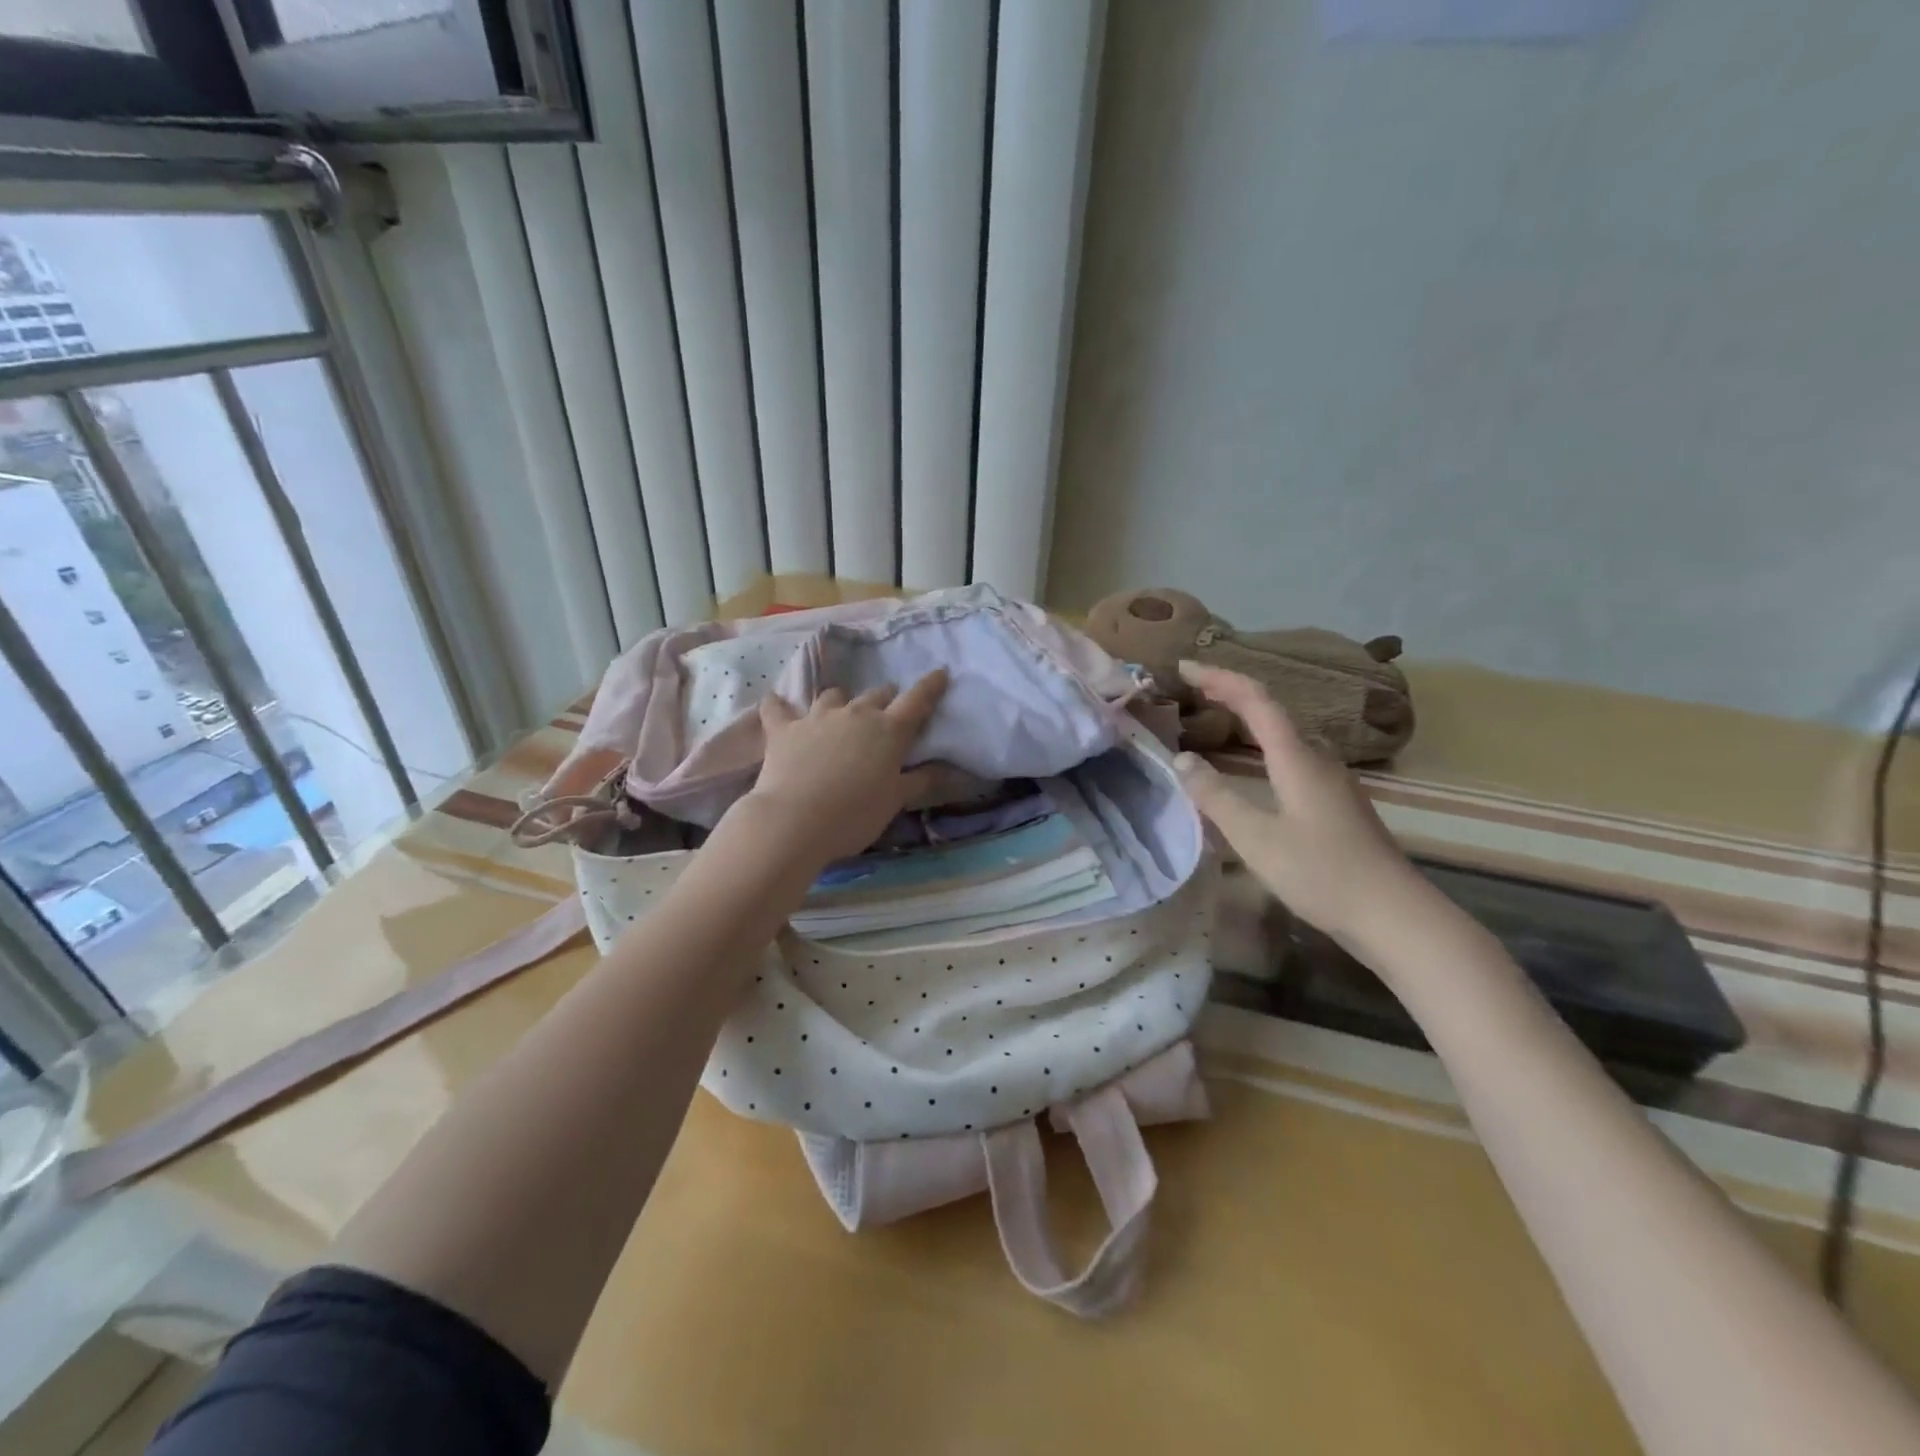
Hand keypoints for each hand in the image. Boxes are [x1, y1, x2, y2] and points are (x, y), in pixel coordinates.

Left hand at [744, 671, 951, 865]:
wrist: (795, 820)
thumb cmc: (855, 814)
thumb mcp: (895, 801)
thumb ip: (920, 780)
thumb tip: (946, 768)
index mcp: (889, 730)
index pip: (917, 701)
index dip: (931, 686)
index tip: (940, 673)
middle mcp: (856, 714)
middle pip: (876, 694)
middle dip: (885, 698)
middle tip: (887, 711)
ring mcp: (817, 717)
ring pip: (833, 695)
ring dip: (841, 700)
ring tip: (840, 710)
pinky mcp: (784, 728)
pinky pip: (777, 707)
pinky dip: (779, 705)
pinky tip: (775, 702)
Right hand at [1174, 661, 1425, 948]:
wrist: (1395, 916)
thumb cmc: (1322, 874)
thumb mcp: (1257, 838)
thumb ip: (1216, 798)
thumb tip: (1182, 760)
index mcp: (1297, 758)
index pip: (1256, 700)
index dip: (1219, 678)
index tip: (1183, 666)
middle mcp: (1318, 759)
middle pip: (1272, 710)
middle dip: (1231, 692)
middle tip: (1192, 687)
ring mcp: (1332, 781)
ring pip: (1285, 734)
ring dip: (1249, 717)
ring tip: (1216, 717)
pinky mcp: (1337, 804)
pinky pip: (1293, 756)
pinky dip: (1263, 745)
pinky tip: (1253, 768)